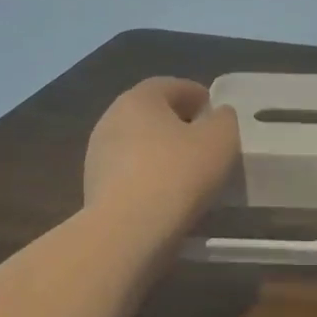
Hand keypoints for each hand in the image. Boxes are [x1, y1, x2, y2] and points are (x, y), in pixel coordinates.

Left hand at [84, 78, 239, 233]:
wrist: (127, 231)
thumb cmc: (178, 173)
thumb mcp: (220, 139)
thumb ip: (224, 119)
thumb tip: (216, 116)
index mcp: (139, 99)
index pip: (171, 85)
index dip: (197, 95)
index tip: (215, 113)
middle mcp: (111, 119)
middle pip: (151, 114)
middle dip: (178, 123)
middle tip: (205, 142)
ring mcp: (98, 155)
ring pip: (139, 144)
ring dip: (161, 152)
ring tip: (189, 172)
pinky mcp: (93, 188)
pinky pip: (130, 173)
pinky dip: (149, 177)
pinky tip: (167, 195)